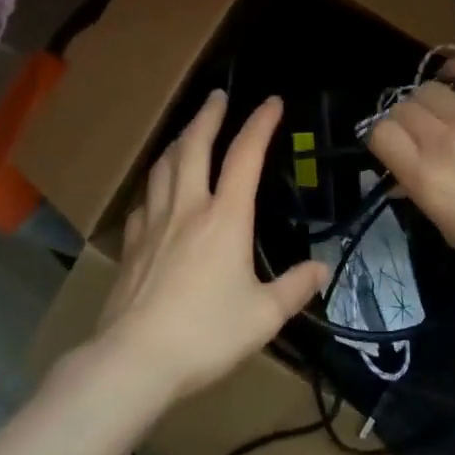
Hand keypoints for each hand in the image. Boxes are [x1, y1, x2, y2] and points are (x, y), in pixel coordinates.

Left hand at [94, 91, 327, 400]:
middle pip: (194, 147)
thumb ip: (295, 288)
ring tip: (188, 131)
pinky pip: (146, 200)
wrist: (136, 358)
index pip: (246, 157)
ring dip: (178, 141)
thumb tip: (322, 269)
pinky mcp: (133, 244)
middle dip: (208, 116)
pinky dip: (156, 183)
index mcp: (226, 218)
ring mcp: (155, 223)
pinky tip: (158, 190)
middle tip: (217, 95)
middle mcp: (188, 208)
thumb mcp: (264, 316)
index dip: (260, 124)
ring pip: (164, 166)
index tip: (272, 102)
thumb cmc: (207, 334)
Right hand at [366, 56, 454, 288]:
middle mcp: (443, 141)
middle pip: (402, 107)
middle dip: (405, 121)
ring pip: (429, 88)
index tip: (396, 148)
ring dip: (430, 101)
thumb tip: (398, 177)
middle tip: (423, 135)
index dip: (383, 138)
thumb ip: (419, 197)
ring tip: (445, 113)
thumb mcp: (451, 231)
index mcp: (425, 177)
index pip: (380, 133)